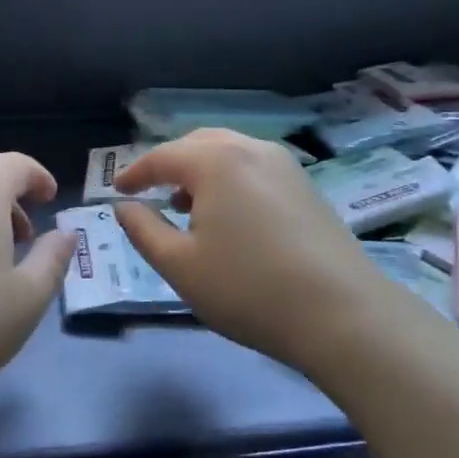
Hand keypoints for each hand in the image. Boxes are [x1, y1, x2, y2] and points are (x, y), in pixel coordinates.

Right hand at [113, 130, 400, 374]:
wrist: (342, 313)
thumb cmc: (248, 288)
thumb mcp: (179, 265)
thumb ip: (143, 230)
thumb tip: (125, 207)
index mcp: (216, 161)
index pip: (162, 156)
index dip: (134, 173)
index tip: (116, 191)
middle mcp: (251, 149)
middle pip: (198, 144)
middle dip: (169, 164)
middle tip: (150, 191)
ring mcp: (285, 165)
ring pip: (230, 153)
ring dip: (201, 172)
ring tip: (186, 205)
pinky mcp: (306, 186)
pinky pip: (254, 168)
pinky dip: (230, 180)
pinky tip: (229, 216)